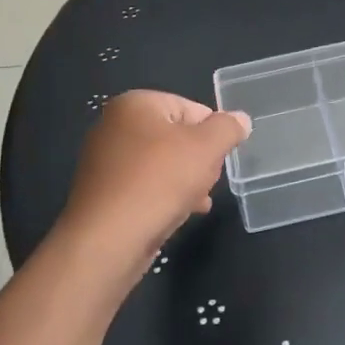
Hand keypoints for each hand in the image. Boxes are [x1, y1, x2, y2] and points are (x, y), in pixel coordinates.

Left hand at [56, 91, 251, 264]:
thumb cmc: (158, 182)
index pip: (191, 108)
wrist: (107, 241)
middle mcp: (115, 125)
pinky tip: (179, 214)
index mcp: (136, 104)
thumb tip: (240, 119)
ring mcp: (105, 160)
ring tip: (197, 202)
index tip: (220, 159)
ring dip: (185, 180)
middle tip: (208, 181)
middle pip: (176, 136)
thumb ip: (227, 128)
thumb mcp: (206, 148)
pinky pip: (144, 185)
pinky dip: (164, 195)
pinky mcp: (103, 192)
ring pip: (162, 163)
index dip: (212, 134)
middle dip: (199, 159)